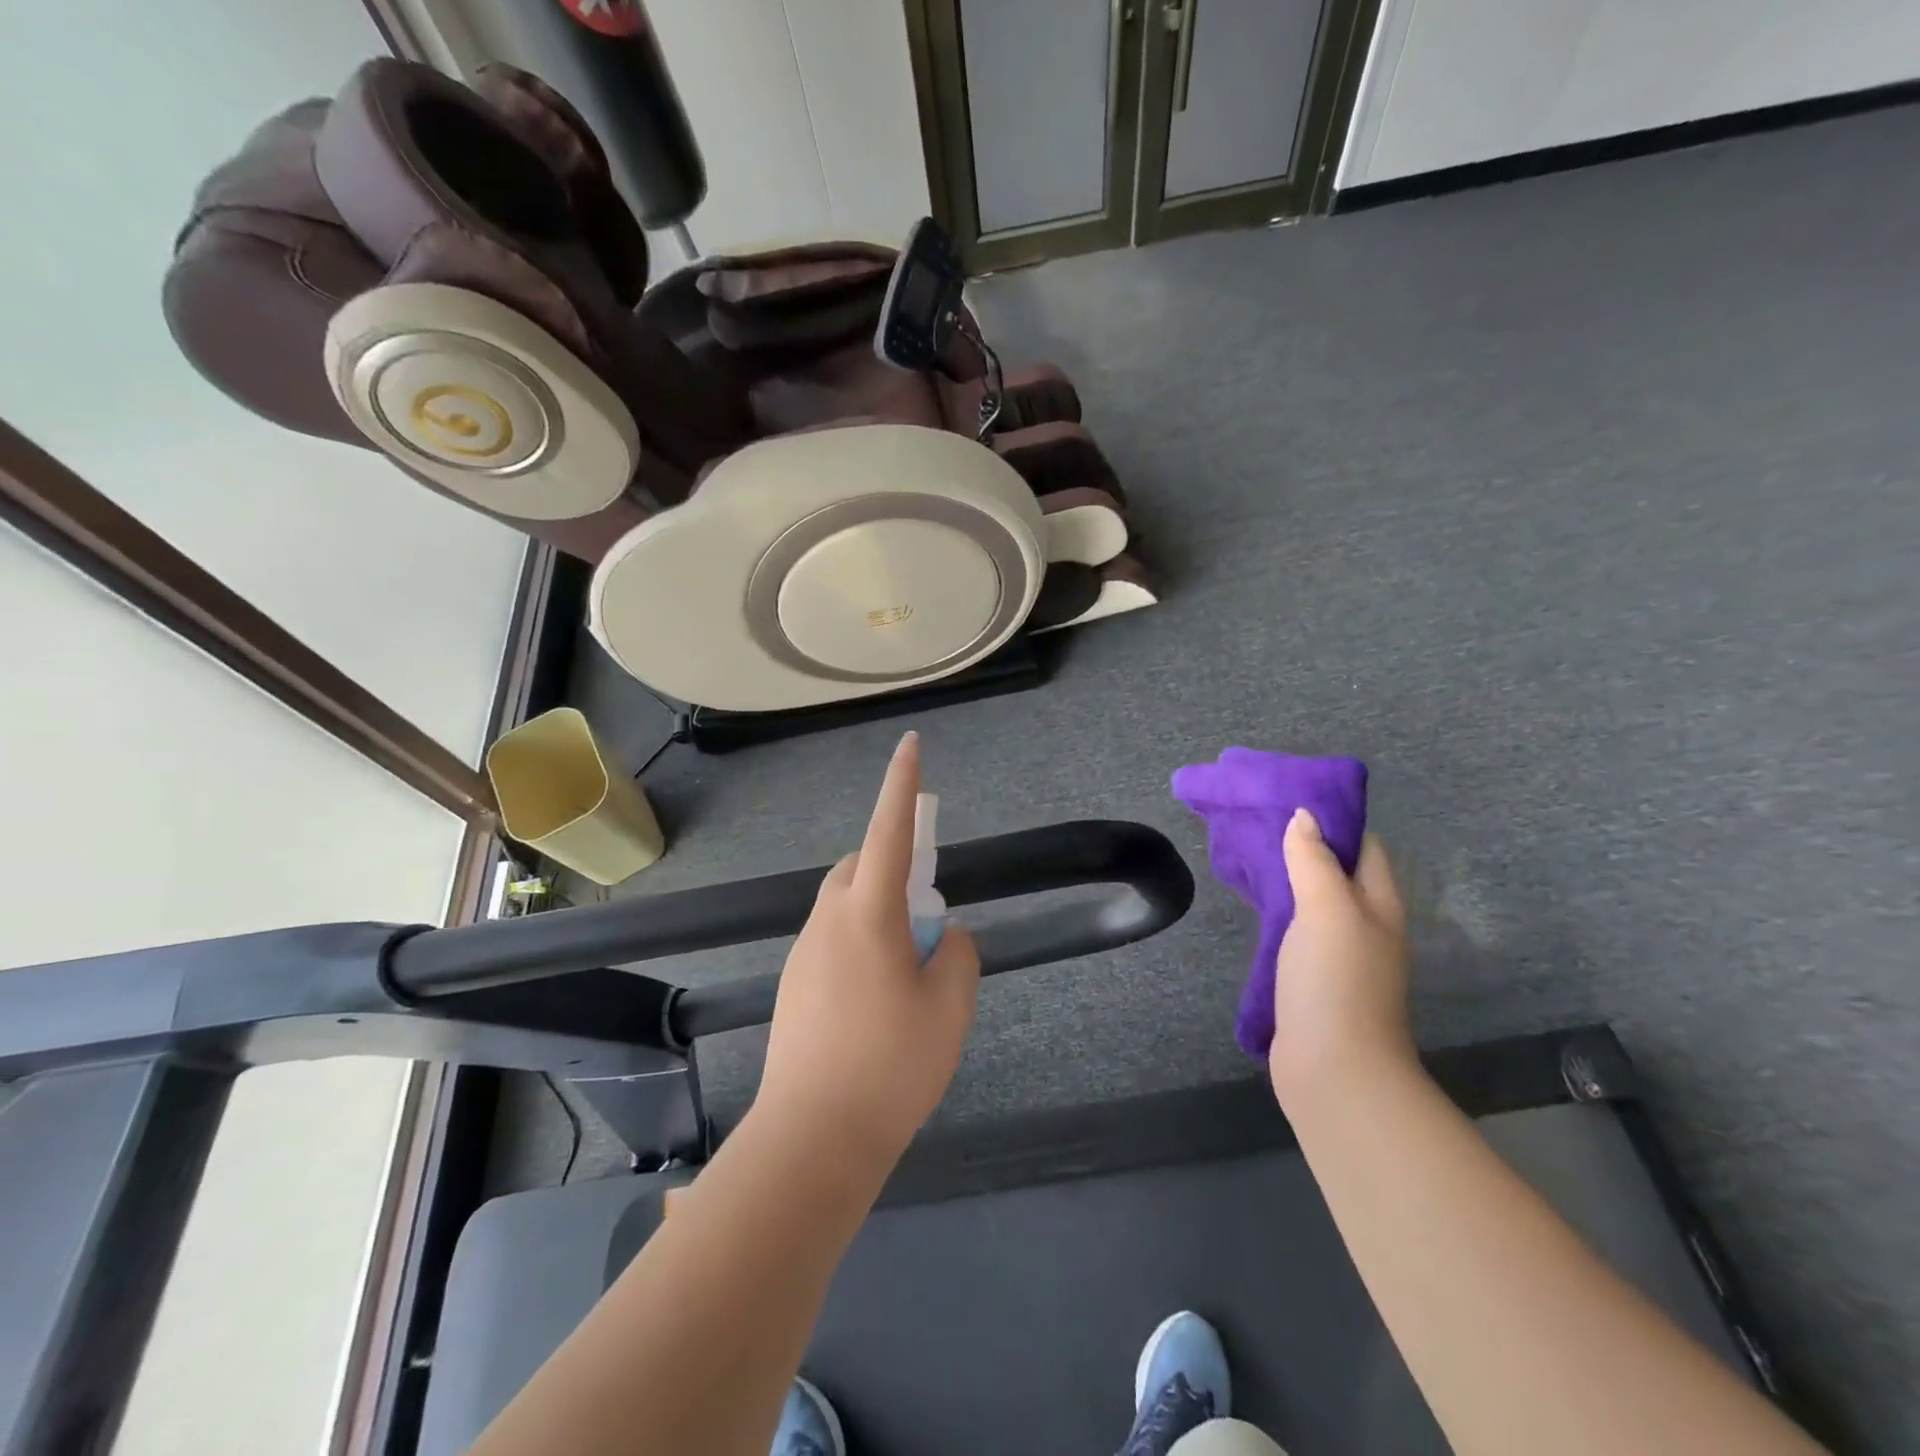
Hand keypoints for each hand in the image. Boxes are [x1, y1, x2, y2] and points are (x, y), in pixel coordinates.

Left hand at [756, 732, 980, 1171]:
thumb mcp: (950, 1006)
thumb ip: (957, 954)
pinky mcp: (794, 985)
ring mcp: (804, 953)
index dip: (903, 786)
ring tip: (907, 972)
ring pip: (846, 906)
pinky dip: (861, 944)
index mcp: (869, 913)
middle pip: (861, 867)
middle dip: (894, 867)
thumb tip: (942, 936)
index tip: (911, 745)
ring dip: (878, 912)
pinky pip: (833, 940)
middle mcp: (828, 920)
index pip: (891, 832)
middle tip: (925, 918)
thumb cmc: (892, 1065)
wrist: (812, 1138)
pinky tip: (878, 1002)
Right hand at [1269, 808, 1416, 1108]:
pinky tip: (1250, 909)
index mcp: (1378, 905)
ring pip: (1312, 903)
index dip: (1333, 821)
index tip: (1288, 800)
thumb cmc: (1336, 981)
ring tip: (1245, 859)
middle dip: (1302, 846)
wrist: (1334, 1071)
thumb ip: (1314, 861)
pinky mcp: (1311, 980)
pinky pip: (1294, 932)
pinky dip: (1275, 913)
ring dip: (1286, 880)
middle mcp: (1364, 926)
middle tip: (1255, 826)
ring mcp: (1338, 956)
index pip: (1364, 848)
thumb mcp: (1327, 910)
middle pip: (1337, 873)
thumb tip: (1304, 816)